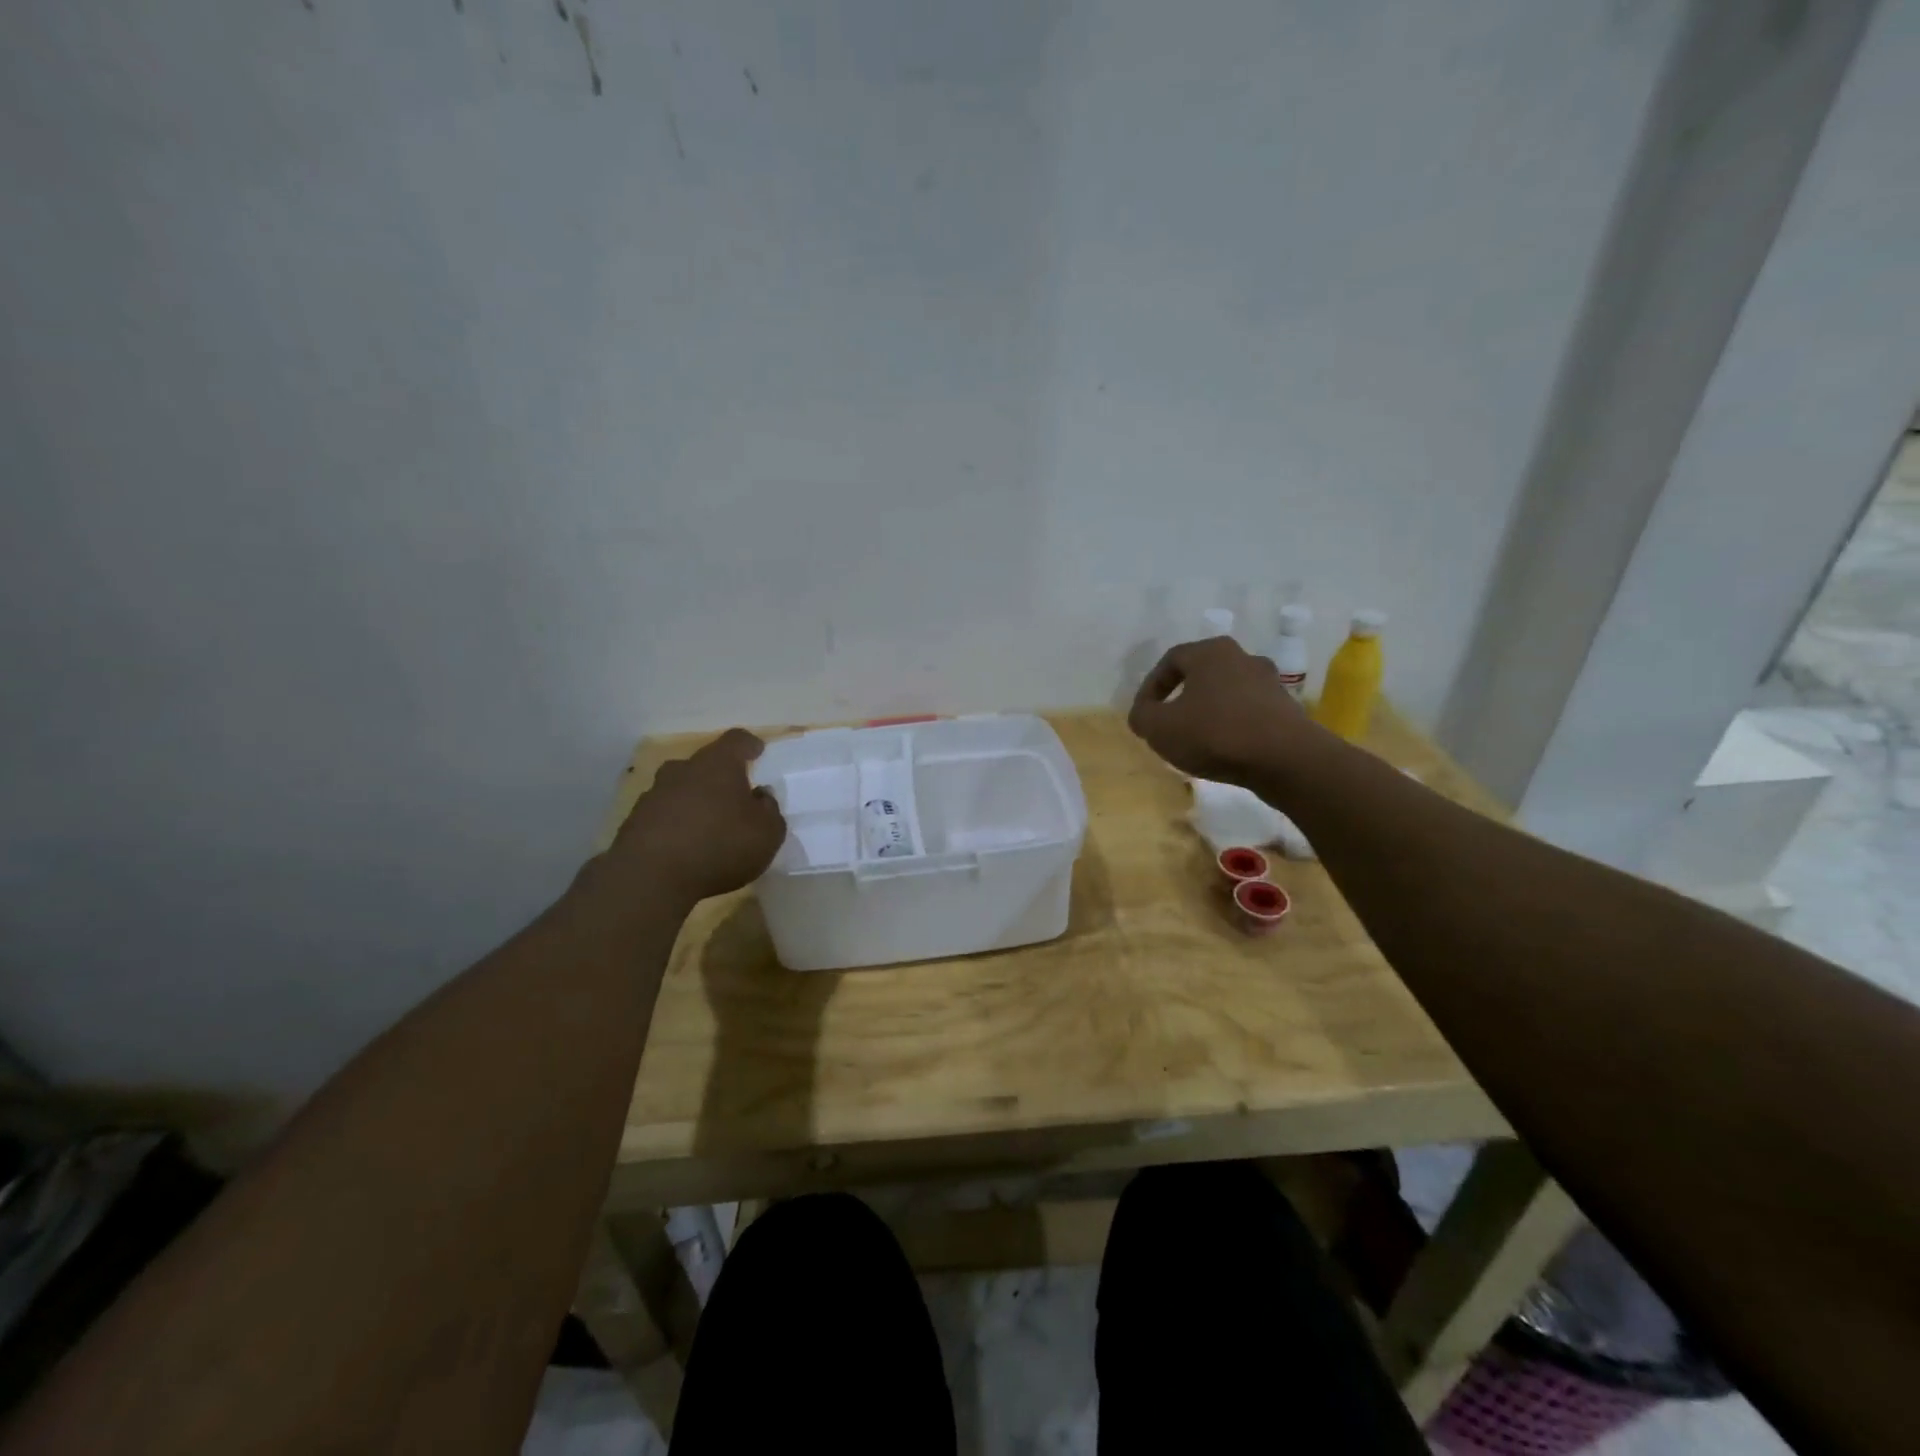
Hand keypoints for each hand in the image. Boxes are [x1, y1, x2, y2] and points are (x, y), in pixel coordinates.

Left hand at [609, 729, 787, 904]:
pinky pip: (663, 815)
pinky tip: (685, 847)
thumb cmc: (721, 846)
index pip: (737, 740)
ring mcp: (654, 794)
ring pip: (680, 789)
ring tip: (709, 826)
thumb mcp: (767, 833)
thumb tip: (760, 796)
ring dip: (695, 801)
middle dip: (719, 777)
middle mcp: (683, 770)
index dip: (749, 745)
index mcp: (718, 764)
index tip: (757, 751)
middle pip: (704, 764)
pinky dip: (675, 824)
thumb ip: (770, 810)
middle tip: (734, 796)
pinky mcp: (634, 822)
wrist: (650, 878)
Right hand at [1128, 636, 1328, 786]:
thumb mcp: (1159, 727)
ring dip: (1208, 712)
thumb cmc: (1215, 733)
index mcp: (1211, 652)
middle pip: (1201, 674)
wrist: (1286, 759)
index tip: (1143, 714)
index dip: (1151, 687)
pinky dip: (1232, 726)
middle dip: (1181, 697)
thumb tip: (1143, 714)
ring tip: (1195, 740)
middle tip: (1167, 723)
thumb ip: (1142, 716)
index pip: (1170, 660)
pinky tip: (1224, 750)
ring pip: (1226, 693)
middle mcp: (1243, 658)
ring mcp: (1270, 683)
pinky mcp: (1287, 709)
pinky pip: (1248, 713)